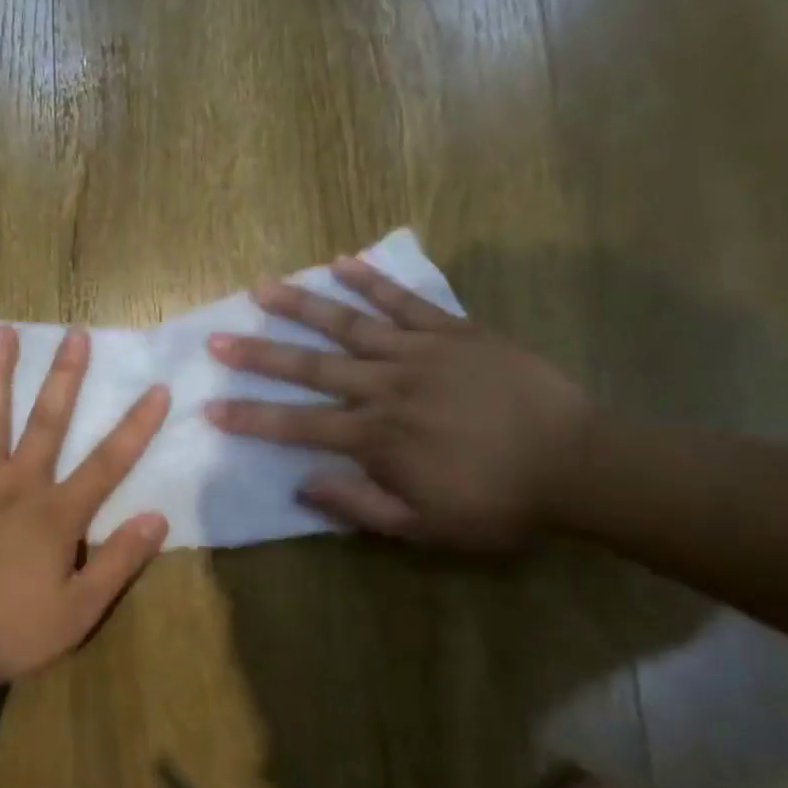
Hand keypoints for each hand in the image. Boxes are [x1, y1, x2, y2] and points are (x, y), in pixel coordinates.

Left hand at [0, 325, 171, 689]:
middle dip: (65, 376)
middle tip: (75, 334)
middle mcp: (20, 484)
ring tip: (4, 332)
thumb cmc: (13, 630)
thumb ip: (118, 562)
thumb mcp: (80, 611)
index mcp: (58, 513)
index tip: (158, 389)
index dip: (136, 425)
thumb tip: (156, 518)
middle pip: (48, 421)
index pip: (108, 462)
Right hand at [204, 257, 591, 552]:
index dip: (251, 418)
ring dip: (301, 306)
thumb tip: (301, 484)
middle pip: (311, 368)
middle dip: (259, 356)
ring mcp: (418, 353)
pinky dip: (373, 280)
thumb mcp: (427, 526)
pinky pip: (405, 301)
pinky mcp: (451, 331)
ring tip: (262, 287)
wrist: (577, 462)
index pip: (298, 426)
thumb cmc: (498, 501)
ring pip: (348, 324)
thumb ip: (360, 505)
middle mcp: (386, 387)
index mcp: (377, 438)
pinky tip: (341, 261)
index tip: (210, 407)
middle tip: (217, 339)